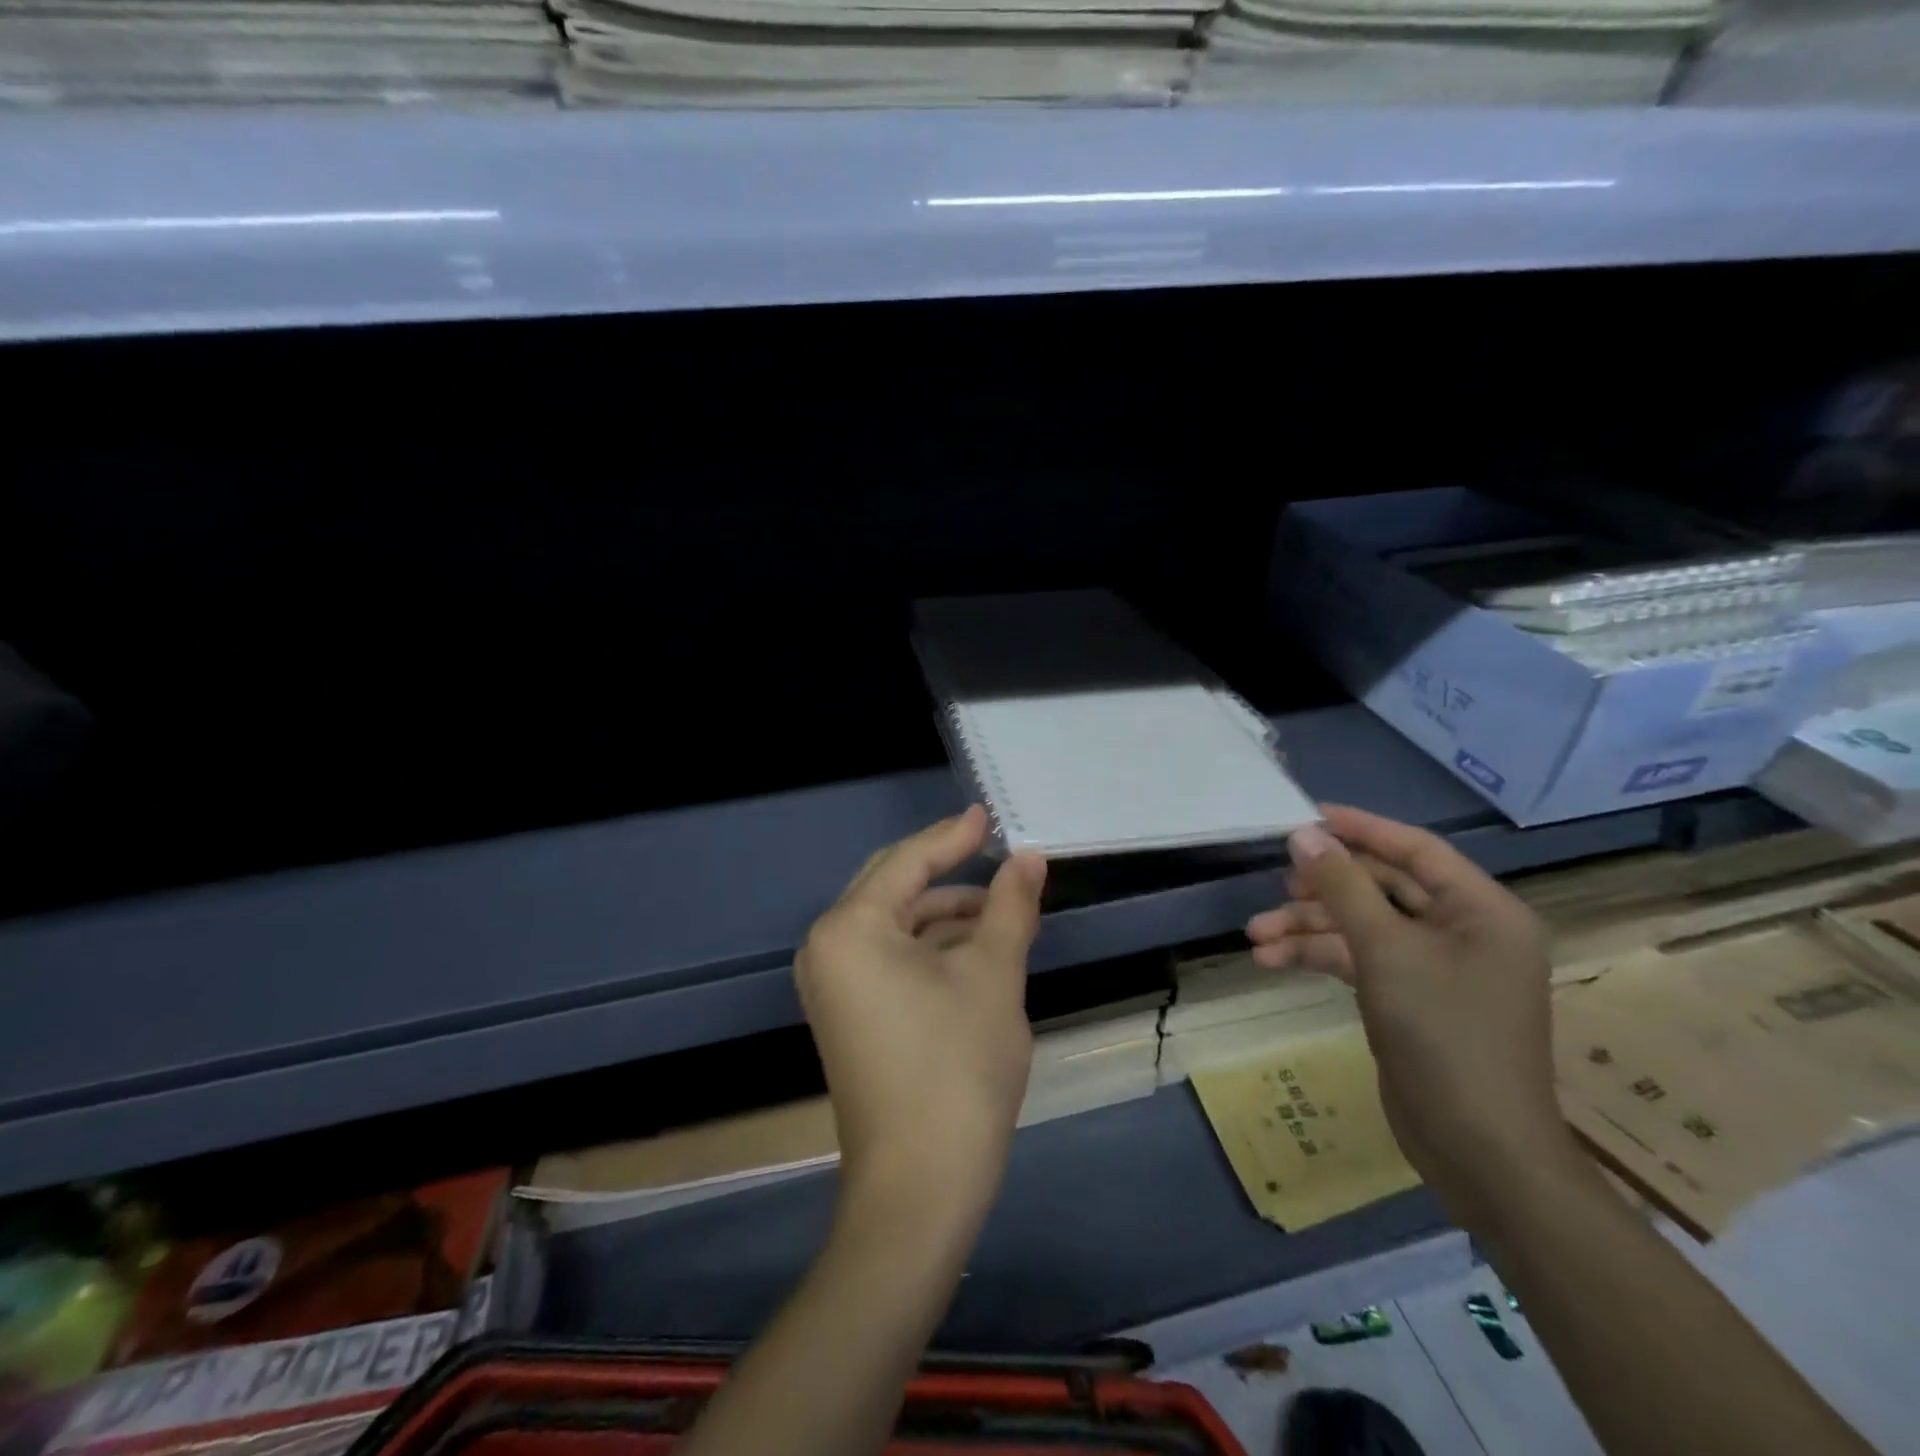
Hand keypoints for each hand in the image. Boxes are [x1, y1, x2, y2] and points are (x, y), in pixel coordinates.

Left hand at [797, 806, 1046, 1223]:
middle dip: (949, 873)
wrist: (920, 1187)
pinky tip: (976, 950)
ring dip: (947, 915)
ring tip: (1004, 912)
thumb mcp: (993, 974)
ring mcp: (833, 985)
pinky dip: (932, 948)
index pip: (908, 862)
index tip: (990, 815)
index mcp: (850, 928)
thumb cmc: (957, 1067)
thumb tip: (1030, 858)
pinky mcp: (847, 1014)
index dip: (954, 836)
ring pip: (896, 926)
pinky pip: (890, 958)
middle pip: (894, 887)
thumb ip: (1010, 906)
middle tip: (999, 854)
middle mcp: (828, 948)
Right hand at [1245, 805, 1576, 1228]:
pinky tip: (1272, 961)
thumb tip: (1303, 834)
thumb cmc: (1444, 1034)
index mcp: (1481, 909)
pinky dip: (1318, 957)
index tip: (1305, 816)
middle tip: (1277, 886)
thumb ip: (1342, 887)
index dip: (1359, 828)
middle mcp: (1463, 930)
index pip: (1415, 849)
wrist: (1478, 1148)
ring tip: (1256, 936)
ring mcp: (1435, 967)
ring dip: (1309, 928)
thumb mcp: (1385, 950)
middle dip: (1322, 890)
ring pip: (1361, 926)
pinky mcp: (1409, 997)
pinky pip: (1359, 959)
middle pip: (1381, 888)